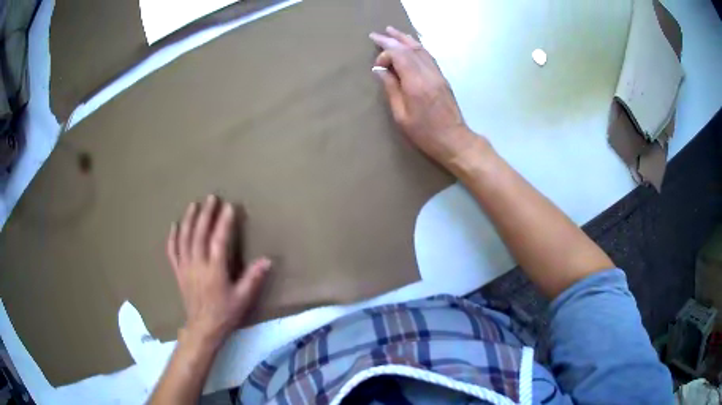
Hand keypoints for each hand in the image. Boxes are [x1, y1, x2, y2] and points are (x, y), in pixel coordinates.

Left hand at [166, 195, 269, 345]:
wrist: (203, 328)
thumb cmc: (225, 313)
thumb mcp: (243, 298)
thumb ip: (253, 278)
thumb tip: (267, 260)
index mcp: (214, 270)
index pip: (218, 240)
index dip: (224, 222)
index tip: (229, 206)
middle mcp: (197, 264)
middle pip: (199, 234)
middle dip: (205, 214)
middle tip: (211, 197)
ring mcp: (185, 267)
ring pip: (184, 238)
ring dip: (188, 220)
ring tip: (193, 204)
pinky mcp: (178, 272)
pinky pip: (172, 251)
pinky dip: (173, 237)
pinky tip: (174, 225)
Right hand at [370, 26, 479, 168]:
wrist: (455, 140)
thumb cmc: (425, 133)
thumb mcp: (402, 116)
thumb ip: (391, 90)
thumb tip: (380, 70)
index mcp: (416, 84)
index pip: (400, 55)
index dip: (386, 53)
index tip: (377, 63)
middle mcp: (428, 74)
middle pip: (410, 49)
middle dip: (393, 39)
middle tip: (378, 33)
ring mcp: (438, 75)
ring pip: (421, 50)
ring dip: (406, 39)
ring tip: (393, 32)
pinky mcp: (442, 78)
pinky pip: (428, 57)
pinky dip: (417, 48)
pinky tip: (411, 46)